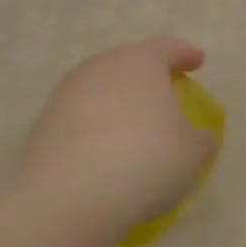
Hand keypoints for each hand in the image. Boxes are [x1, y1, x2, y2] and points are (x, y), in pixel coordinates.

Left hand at [14, 37, 217, 246]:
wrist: (70, 197)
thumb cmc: (146, 160)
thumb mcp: (192, 153)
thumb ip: (201, 139)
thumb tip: (200, 137)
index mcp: (140, 62)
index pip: (167, 48)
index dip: (185, 54)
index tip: (197, 61)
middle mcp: (101, 68)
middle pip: (129, 63)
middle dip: (148, 75)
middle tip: (165, 92)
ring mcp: (67, 95)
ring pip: (101, 89)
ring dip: (119, 102)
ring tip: (135, 126)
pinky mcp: (44, 125)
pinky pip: (80, 117)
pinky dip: (97, 127)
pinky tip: (107, 151)